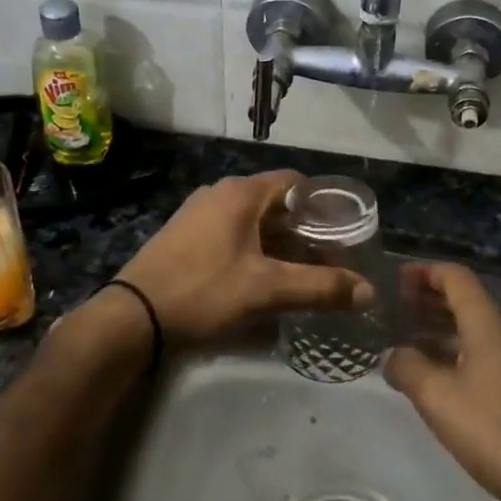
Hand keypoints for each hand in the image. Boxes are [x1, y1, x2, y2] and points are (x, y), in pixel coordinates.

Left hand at [115, 171, 371, 346]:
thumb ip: (320, 288)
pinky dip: (255, 249)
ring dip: (280, 242)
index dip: (323, 204)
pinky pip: (232, 234)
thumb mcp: (266, 291)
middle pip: (275, 203)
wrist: (132, 317)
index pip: (295, 182)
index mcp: (241, 193)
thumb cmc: (203, 291)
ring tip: (304, 271)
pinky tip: (264, 278)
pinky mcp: (186, 237)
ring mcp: (198, 214)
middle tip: (330, 258)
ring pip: (253, 221)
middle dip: (304, 229)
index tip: (344, 231)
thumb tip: (368, 291)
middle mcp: (220, 193)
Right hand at [383, 263, 500, 500]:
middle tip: (394, 307)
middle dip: (428, 297)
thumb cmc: (492, 431)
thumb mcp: (437, 396)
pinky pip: (477, 355)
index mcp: (487, 326)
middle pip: (464, 300)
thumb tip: (391, 354)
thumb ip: (407, 367)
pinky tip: (429, 375)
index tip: (395, 278)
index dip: (425, 271)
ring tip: (402, 338)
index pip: (456, 277)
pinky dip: (450, 353)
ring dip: (437, 327)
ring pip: (470, 330)